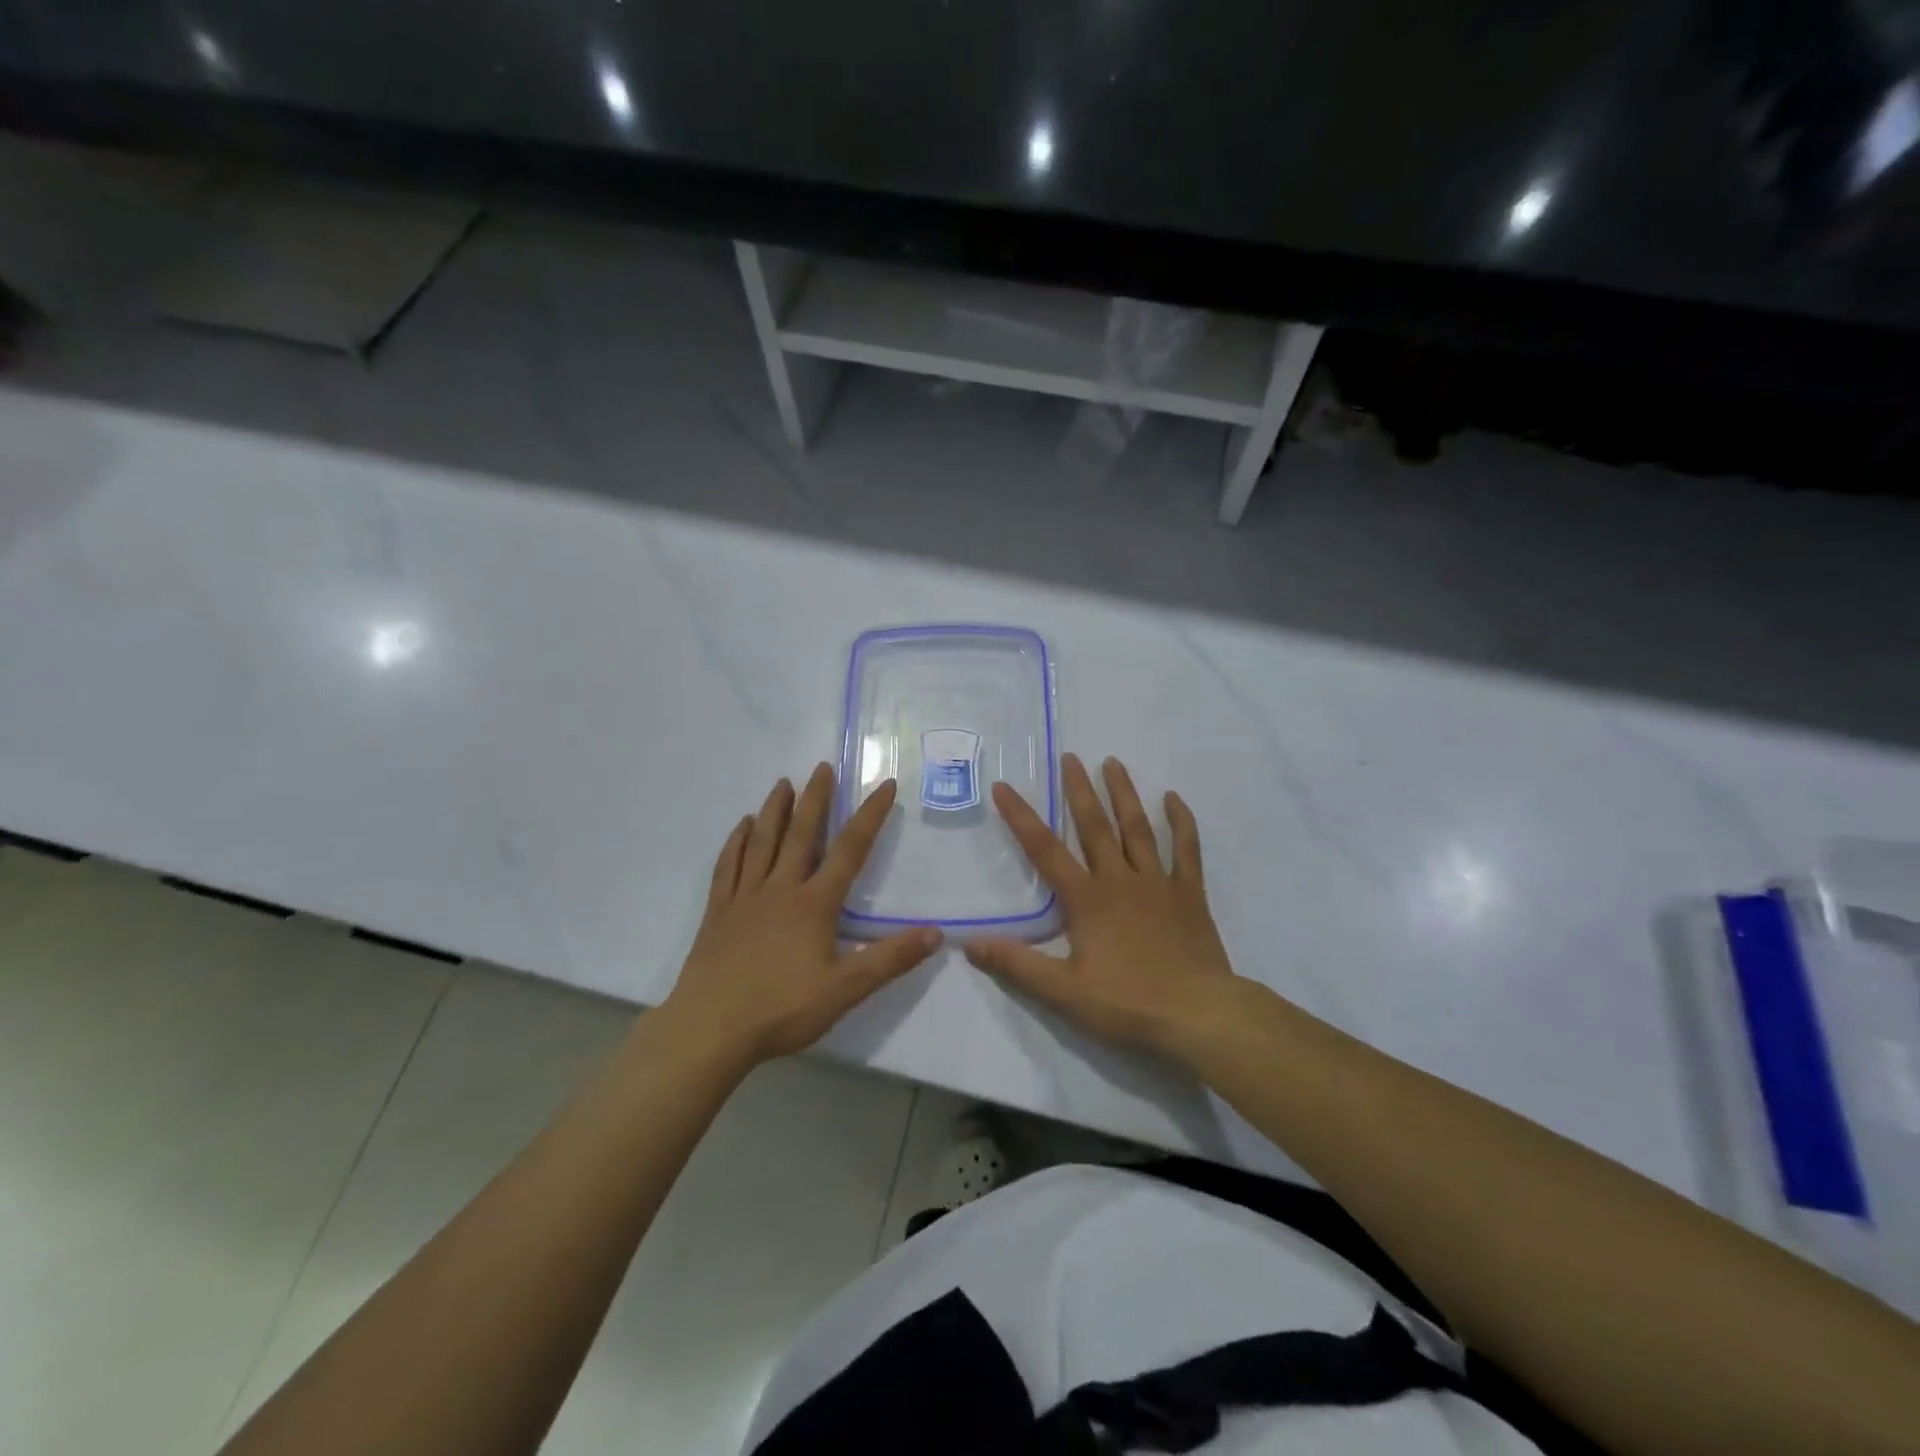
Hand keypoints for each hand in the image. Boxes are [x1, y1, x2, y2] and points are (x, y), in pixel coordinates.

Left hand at [660, 764, 940, 1068]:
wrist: (711, 1028)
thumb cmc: (782, 1009)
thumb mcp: (846, 989)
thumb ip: (890, 959)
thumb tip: (935, 934)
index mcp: (814, 904)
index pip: (850, 850)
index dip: (870, 816)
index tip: (885, 785)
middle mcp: (780, 888)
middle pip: (801, 834)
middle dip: (815, 798)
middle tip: (822, 766)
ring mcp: (745, 897)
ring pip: (762, 842)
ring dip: (774, 810)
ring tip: (783, 783)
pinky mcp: (718, 911)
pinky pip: (728, 866)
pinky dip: (736, 842)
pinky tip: (741, 827)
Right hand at [964, 754, 1241, 1064]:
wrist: (1199, 1015)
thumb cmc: (1128, 1003)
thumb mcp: (1064, 992)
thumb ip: (1017, 965)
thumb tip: (968, 944)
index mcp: (1087, 899)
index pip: (1045, 850)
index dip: (1021, 817)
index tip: (1004, 786)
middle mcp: (1120, 880)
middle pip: (1095, 826)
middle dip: (1078, 790)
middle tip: (1070, 757)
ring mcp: (1158, 883)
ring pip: (1138, 828)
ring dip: (1123, 794)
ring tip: (1113, 762)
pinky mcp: (1189, 894)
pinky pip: (1186, 849)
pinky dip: (1180, 822)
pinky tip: (1173, 798)